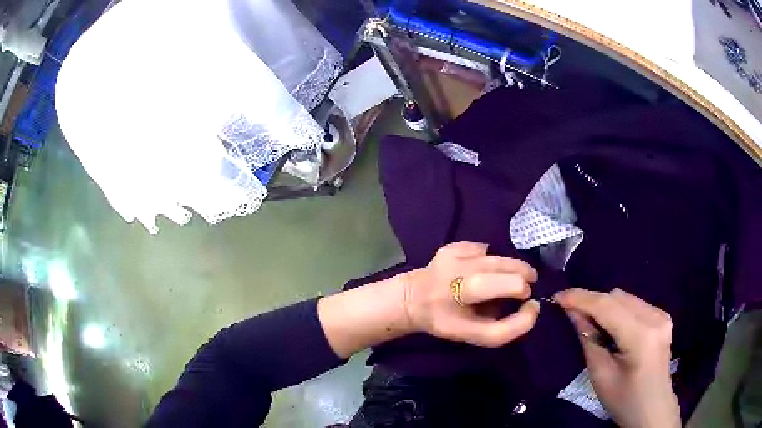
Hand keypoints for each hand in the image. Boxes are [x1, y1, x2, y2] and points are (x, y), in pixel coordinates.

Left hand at [402, 242, 539, 347]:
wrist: (413, 301)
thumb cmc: (448, 322)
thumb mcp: (478, 336)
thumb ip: (510, 328)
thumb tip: (533, 305)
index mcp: (464, 292)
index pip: (510, 284)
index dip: (523, 291)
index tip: (525, 301)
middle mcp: (460, 268)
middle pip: (507, 266)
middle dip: (523, 276)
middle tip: (522, 290)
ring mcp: (454, 253)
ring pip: (498, 256)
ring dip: (511, 267)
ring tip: (513, 279)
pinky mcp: (452, 246)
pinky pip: (484, 250)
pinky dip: (491, 261)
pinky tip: (486, 271)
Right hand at [554, 288, 680, 427]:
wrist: (652, 409)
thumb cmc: (624, 400)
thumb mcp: (601, 376)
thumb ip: (589, 340)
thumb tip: (573, 313)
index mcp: (641, 335)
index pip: (607, 306)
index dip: (580, 298)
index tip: (557, 297)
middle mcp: (655, 317)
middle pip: (617, 297)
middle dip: (592, 302)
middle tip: (572, 316)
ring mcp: (661, 315)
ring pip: (626, 298)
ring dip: (605, 307)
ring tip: (593, 325)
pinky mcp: (663, 317)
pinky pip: (635, 304)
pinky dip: (619, 311)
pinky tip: (614, 329)